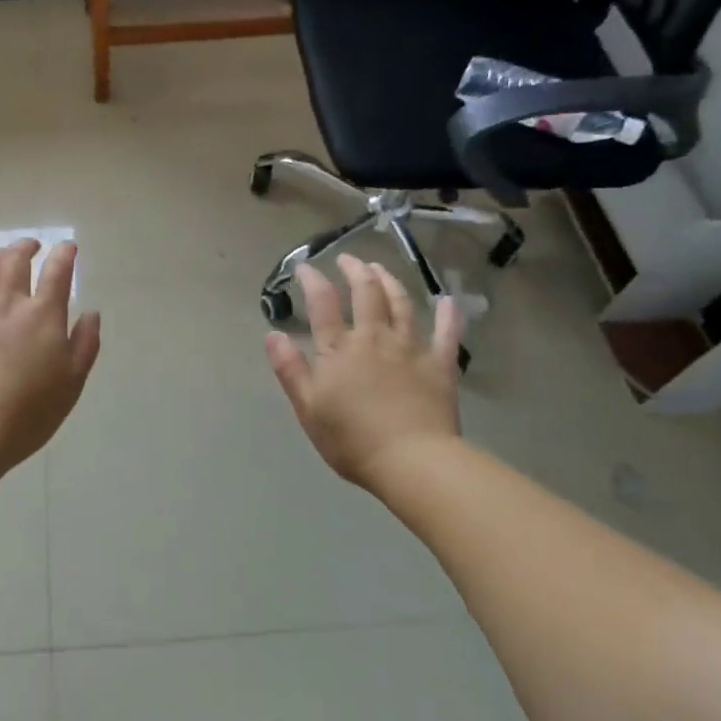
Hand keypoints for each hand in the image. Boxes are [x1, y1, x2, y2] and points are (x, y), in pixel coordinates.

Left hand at [0, 239, 101, 471]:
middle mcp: (10, 305)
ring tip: (1, 256)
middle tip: (32, 246)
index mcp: (44, 316)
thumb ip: (85, 344)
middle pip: (15, 261)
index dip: (64, 254)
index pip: (57, 272)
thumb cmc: (32, 410)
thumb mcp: (73, 381)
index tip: (68, 247)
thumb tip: (91, 313)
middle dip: (25, 247)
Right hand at [263, 255, 464, 487]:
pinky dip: (447, 314)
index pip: (323, 304)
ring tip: (380, 269)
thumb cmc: (352, 440)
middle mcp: (374, 338)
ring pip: (401, 304)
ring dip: (389, 282)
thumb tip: (272, 334)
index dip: (313, 281)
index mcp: (339, 349)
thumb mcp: (308, 408)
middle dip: (355, 271)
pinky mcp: (440, 365)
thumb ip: (290, 369)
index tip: (305, 267)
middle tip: (348, 259)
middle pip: (366, 294)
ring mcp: (410, 348)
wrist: (412, 461)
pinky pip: (446, 333)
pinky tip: (447, 300)